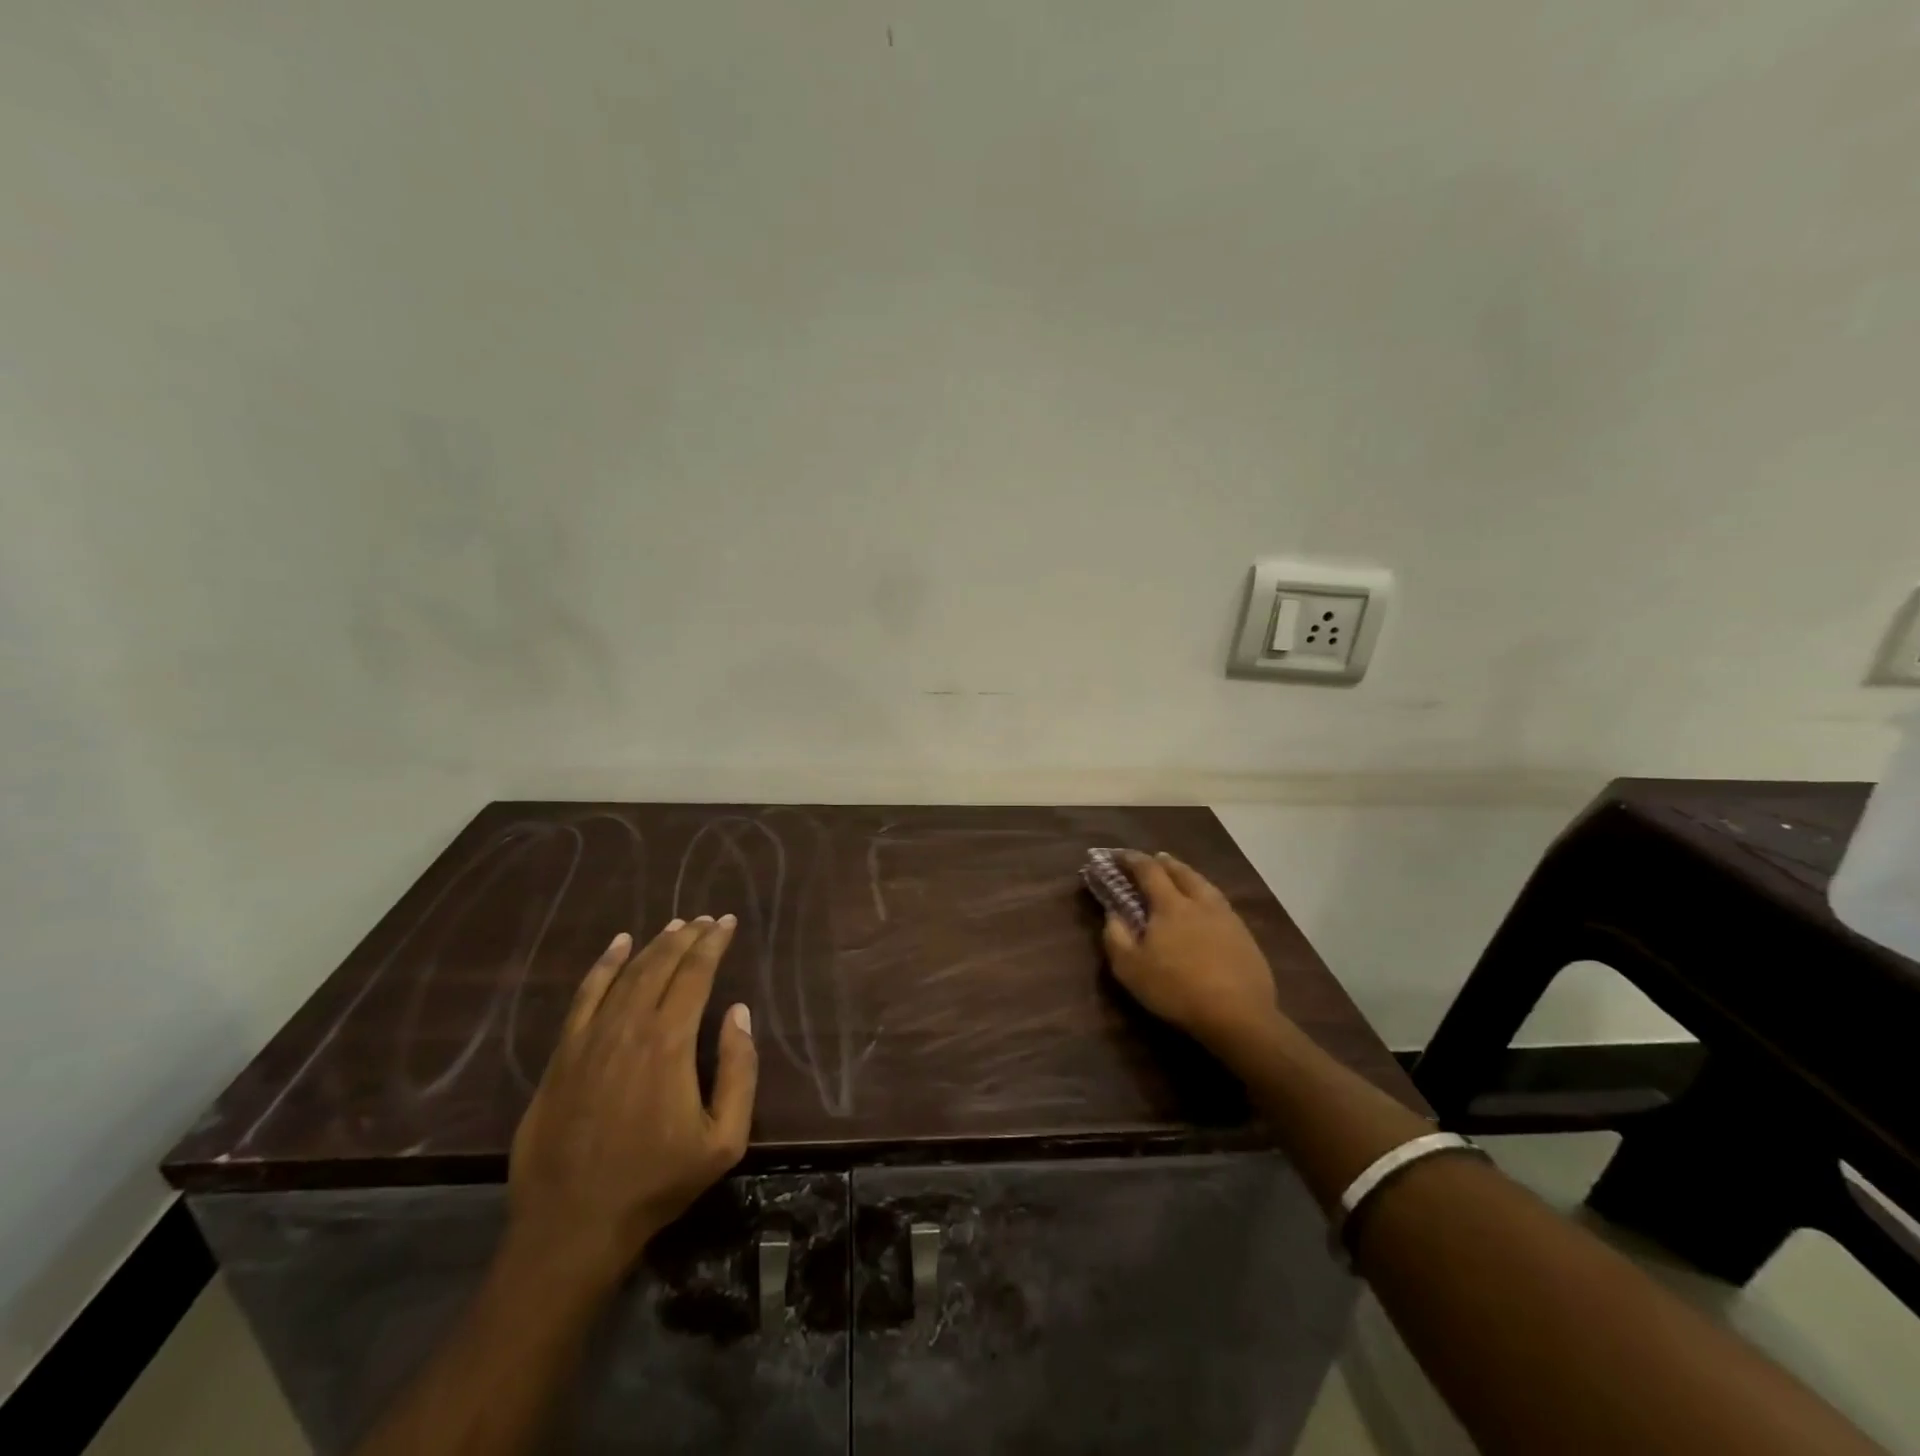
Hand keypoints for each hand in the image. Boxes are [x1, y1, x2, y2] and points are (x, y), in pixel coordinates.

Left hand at [507, 917, 757, 1287]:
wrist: (572, 1227)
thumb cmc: (656, 1183)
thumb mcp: (724, 1140)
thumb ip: (739, 1071)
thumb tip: (738, 1012)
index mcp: (669, 1043)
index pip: (696, 974)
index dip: (713, 943)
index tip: (727, 922)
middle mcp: (629, 1027)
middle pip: (661, 965)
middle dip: (687, 936)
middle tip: (706, 919)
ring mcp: (590, 1039)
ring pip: (626, 974)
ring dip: (654, 945)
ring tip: (675, 925)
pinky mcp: (563, 1055)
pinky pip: (585, 996)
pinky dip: (603, 965)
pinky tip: (617, 945)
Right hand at [1102, 852, 1287, 1064]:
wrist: (1238, 1015)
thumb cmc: (1177, 990)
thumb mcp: (1130, 969)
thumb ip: (1116, 937)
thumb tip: (1112, 914)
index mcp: (1170, 905)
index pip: (1148, 871)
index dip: (1132, 860)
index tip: (1118, 856)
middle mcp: (1200, 903)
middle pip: (1181, 872)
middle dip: (1164, 862)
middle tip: (1154, 858)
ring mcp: (1227, 918)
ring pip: (1205, 885)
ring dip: (1189, 875)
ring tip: (1181, 875)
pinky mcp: (1245, 936)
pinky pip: (1221, 904)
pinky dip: (1207, 896)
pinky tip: (1207, 908)